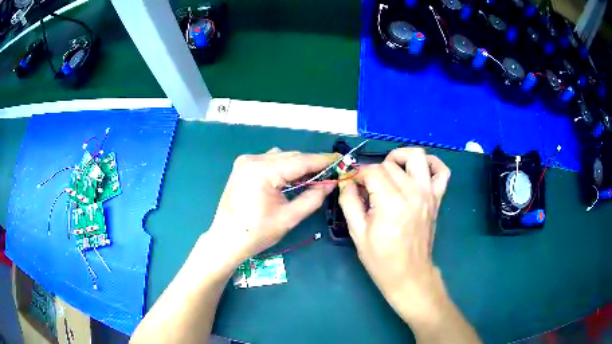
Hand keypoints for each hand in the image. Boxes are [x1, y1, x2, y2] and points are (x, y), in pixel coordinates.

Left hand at [207, 149, 338, 265]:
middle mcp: (253, 159)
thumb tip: (331, 183)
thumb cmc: (257, 233)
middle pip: (291, 157)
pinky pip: (270, 161)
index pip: (301, 161)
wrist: (226, 240)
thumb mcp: (289, 217)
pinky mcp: (242, 167)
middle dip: (311, 164)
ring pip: (281, 157)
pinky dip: (283, 168)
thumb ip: (313, 198)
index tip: (341, 160)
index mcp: (263, 170)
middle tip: (330, 174)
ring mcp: (245, 161)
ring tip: (311, 179)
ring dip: (297, 166)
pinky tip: (290, 180)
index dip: (323, 161)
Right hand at [339, 147, 450, 323]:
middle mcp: (413, 193)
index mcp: (391, 203)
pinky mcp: (437, 198)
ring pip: (417, 156)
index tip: (352, 186)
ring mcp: (429, 193)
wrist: (409, 274)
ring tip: (390, 172)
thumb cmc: (381, 259)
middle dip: (373, 171)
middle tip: (367, 188)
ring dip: (400, 158)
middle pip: (390, 164)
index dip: (358, 175)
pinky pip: (442, 171)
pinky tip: (418, 171)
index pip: (373, 171)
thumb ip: (349, 201)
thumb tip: (347, 181)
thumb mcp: (357, 233)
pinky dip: (432, 164)